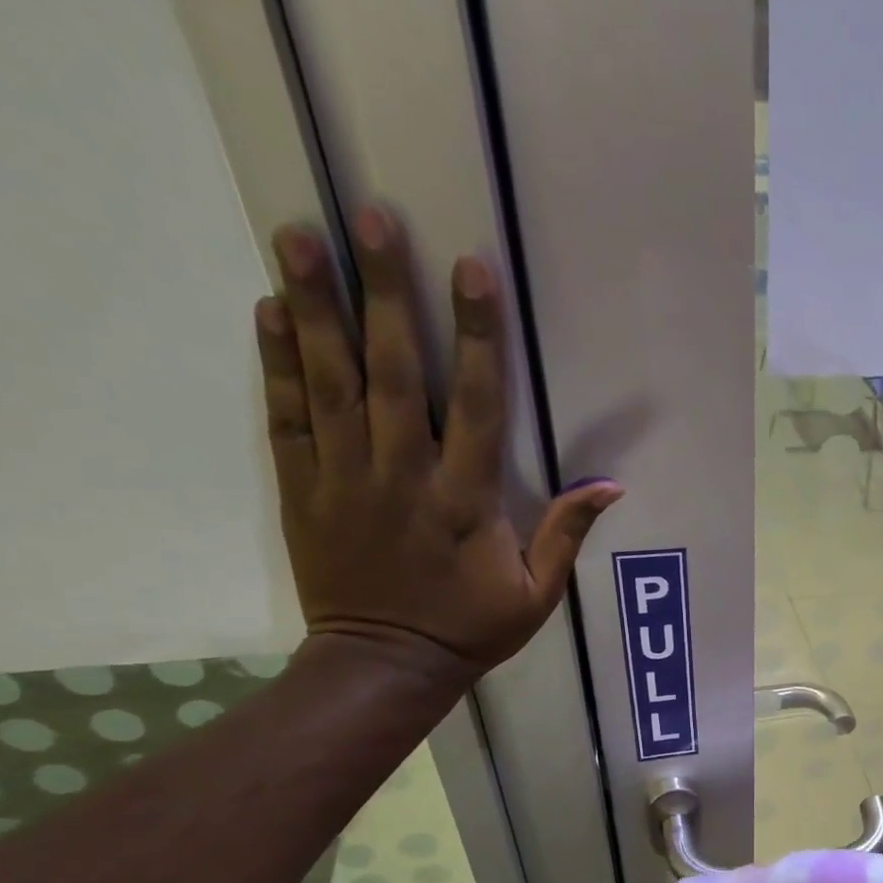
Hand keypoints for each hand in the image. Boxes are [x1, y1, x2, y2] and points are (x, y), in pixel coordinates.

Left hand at [256, 206, 620, 684]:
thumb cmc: (471, 628)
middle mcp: (403, 475)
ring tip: (299, 234)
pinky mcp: (303, 488)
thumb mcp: (537, 592)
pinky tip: (272, 309)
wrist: (385, 665)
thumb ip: (566, 533)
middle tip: (371, 217)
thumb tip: (610, 486)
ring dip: (317, 306)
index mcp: (465, 499)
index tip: (471, 270)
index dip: (476, 335)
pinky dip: (278, 363)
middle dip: (385, 292)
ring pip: (330, 381)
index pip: (475, 403)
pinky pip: (287, 416)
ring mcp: (345, 478)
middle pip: (393, 371)